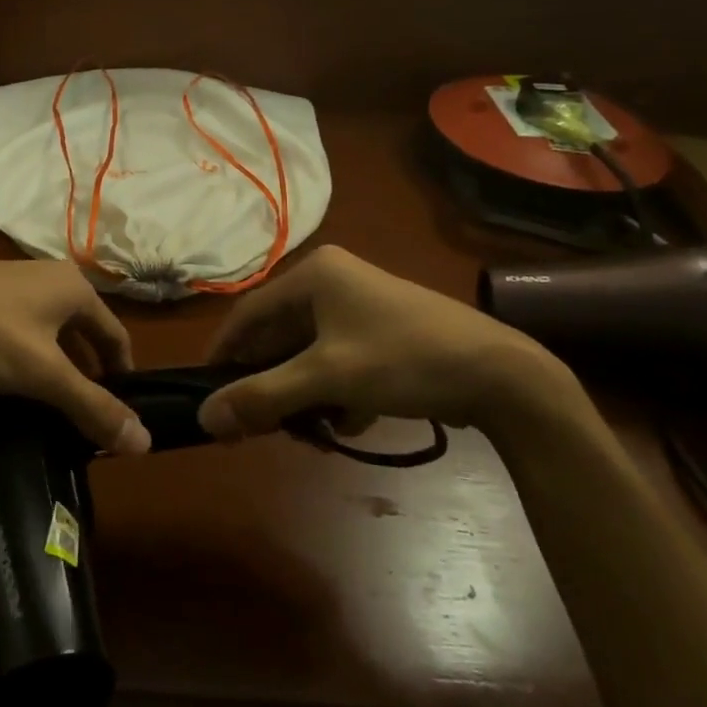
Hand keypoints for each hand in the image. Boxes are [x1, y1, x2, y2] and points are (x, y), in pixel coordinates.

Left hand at [0, 257, 148, 454]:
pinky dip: (29, 356)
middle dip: (88, 374)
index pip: (117, 336)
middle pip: (84, 333)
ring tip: (49, 407)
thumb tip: (146, 441)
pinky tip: (11, 383)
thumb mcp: (43, 374)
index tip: (119, 416)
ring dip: (57, 367)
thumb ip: (93, 407)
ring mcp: (15, 283)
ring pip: (51, 332)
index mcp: (76, 288)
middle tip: (84, 419)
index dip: (122, 376)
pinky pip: (23, 329)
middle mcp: (52, 278)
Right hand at [197, 246, 579, 444]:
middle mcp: (333, 282)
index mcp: (314, 275)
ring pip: (309, 355)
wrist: (502, 375)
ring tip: (312, 431)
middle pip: (280, 338)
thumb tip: (204, 418)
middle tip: (262, 425)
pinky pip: (338, 362)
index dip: (224, 353)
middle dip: (272, 384)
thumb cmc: (404, 360)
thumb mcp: (327, 379)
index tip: (207, 392)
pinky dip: (336, 392)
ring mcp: (361, 307)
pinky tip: (352, 420)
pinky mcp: (382, 332)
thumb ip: (262, 397)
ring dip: (305, 395)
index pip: (249, 314)